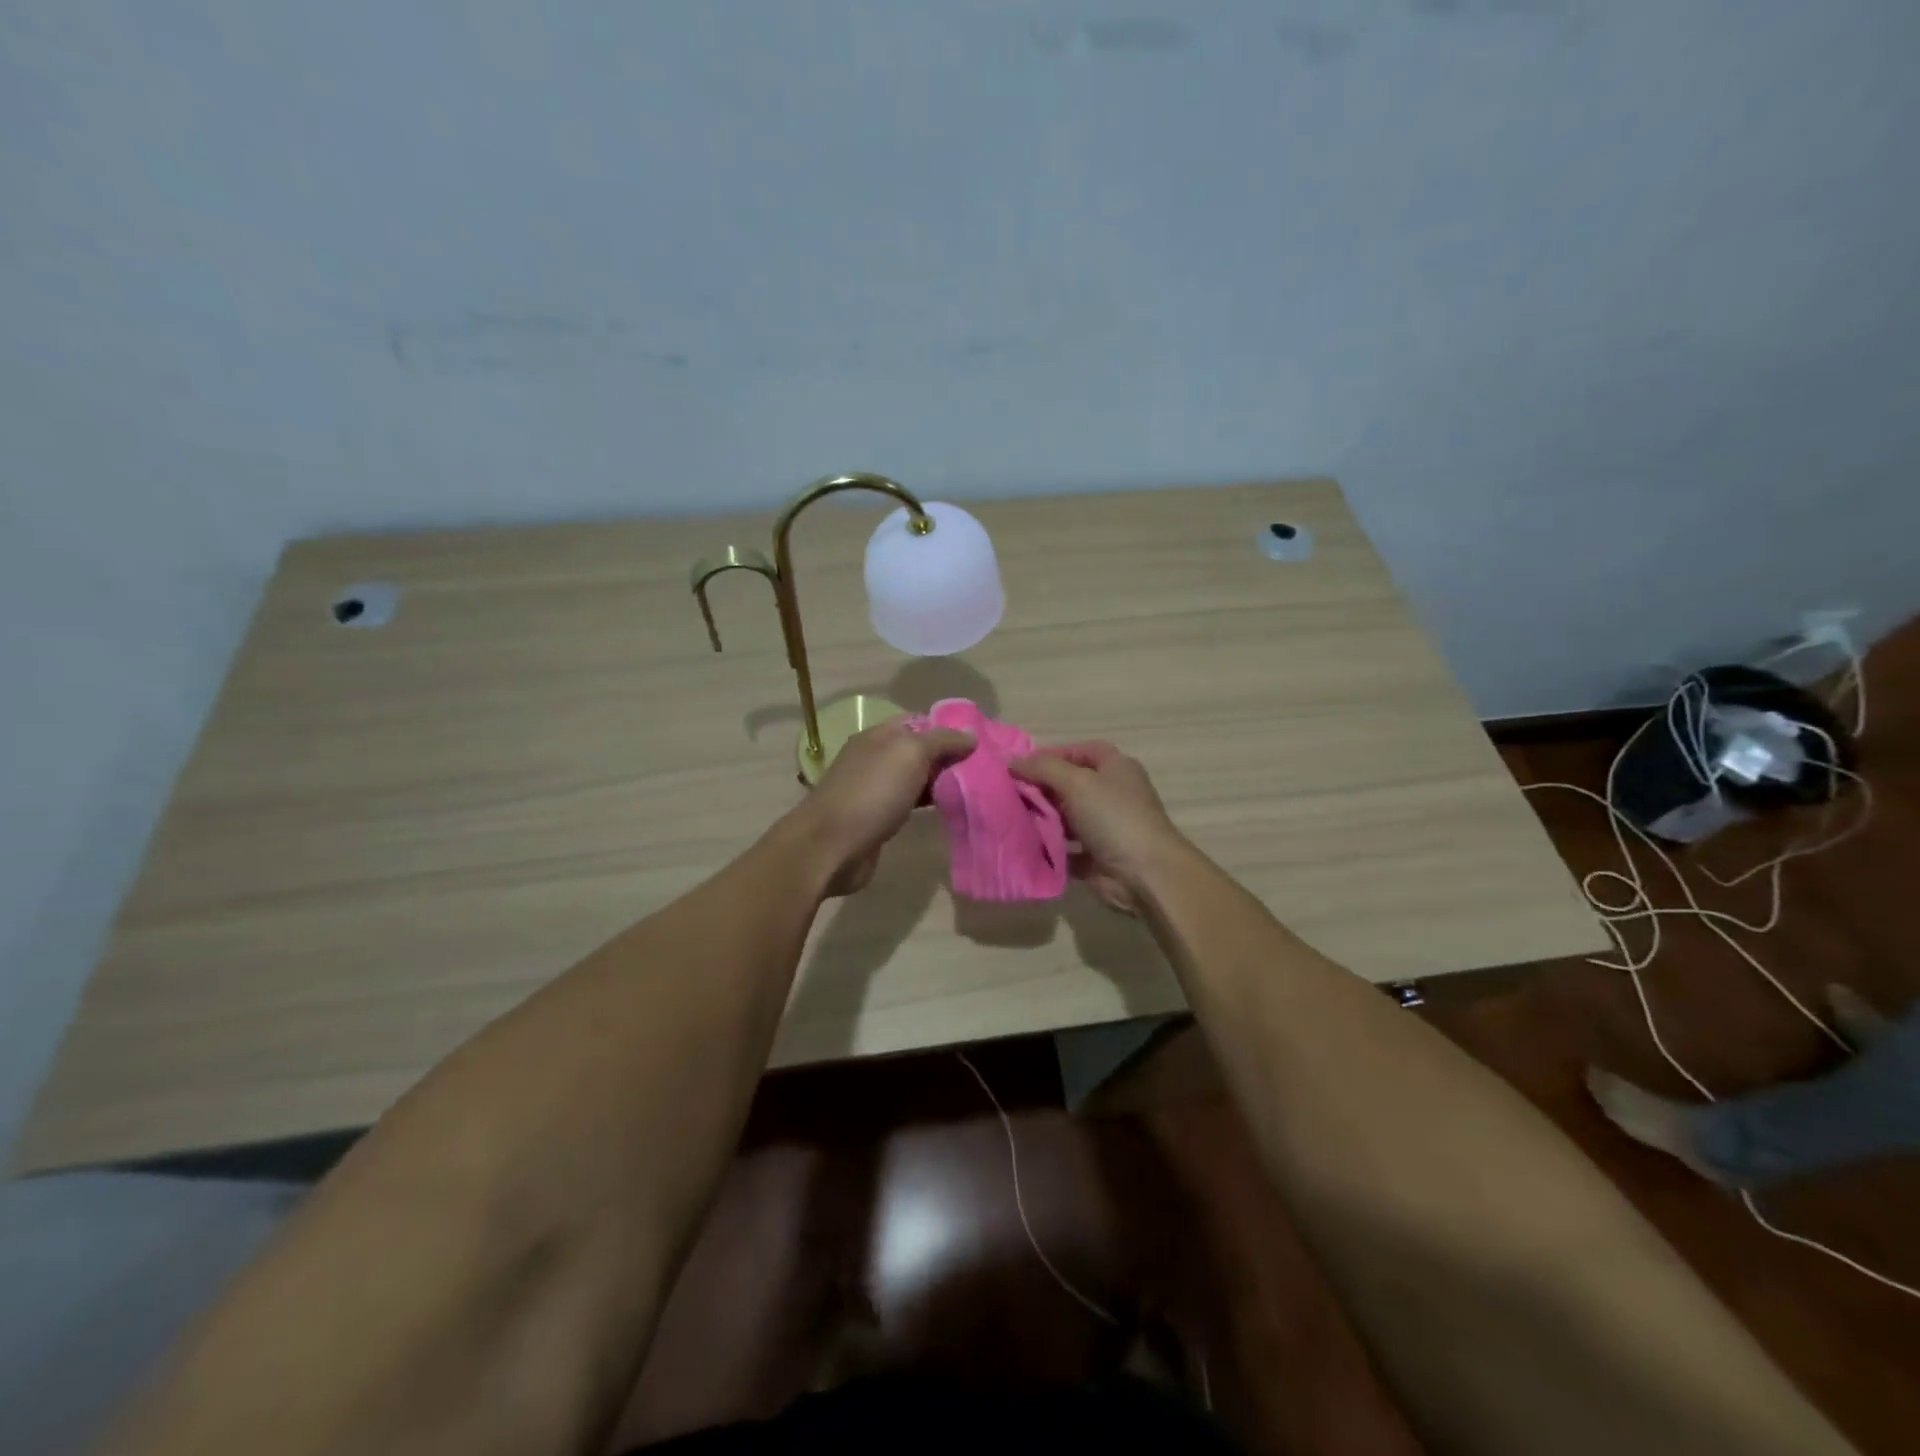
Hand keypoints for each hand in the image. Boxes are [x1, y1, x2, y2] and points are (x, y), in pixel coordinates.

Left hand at [793, 716, 974, 895]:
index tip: (980, 740)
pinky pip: (910, 802)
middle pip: (920, 749)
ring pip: (916, 777)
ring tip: (976, 787)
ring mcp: (875, 788)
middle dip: (949, 756)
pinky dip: (930, 803)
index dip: (949, 727)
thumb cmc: (872, 793)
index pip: (920, 720)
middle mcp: (876, 757)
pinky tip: (950, 808)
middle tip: (985, 767)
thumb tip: (970, 735)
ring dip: (942, 781)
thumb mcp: (910, 754)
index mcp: (880, 735)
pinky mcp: (879, 817)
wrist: (831, 847)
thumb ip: (941, 740)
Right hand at [1010, 742, 1185, 913]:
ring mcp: (1105, 826)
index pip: (1081, 751)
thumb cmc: (1113, 817)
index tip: (1021, 766)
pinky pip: (1066, 847)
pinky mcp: (1096, 856)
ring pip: (1066, 817)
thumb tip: (1013, 762)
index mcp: (1116, 768)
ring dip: (1042, 818)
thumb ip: (1043, 768)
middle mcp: (1111, 794)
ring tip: (1011, 819)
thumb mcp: (1076, 782)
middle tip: (1010, 794)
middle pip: (1070, 784)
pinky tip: (1024, 844)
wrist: (1144, 874)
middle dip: (1041, 788)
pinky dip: (1048, 846)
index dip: (1052, 755)